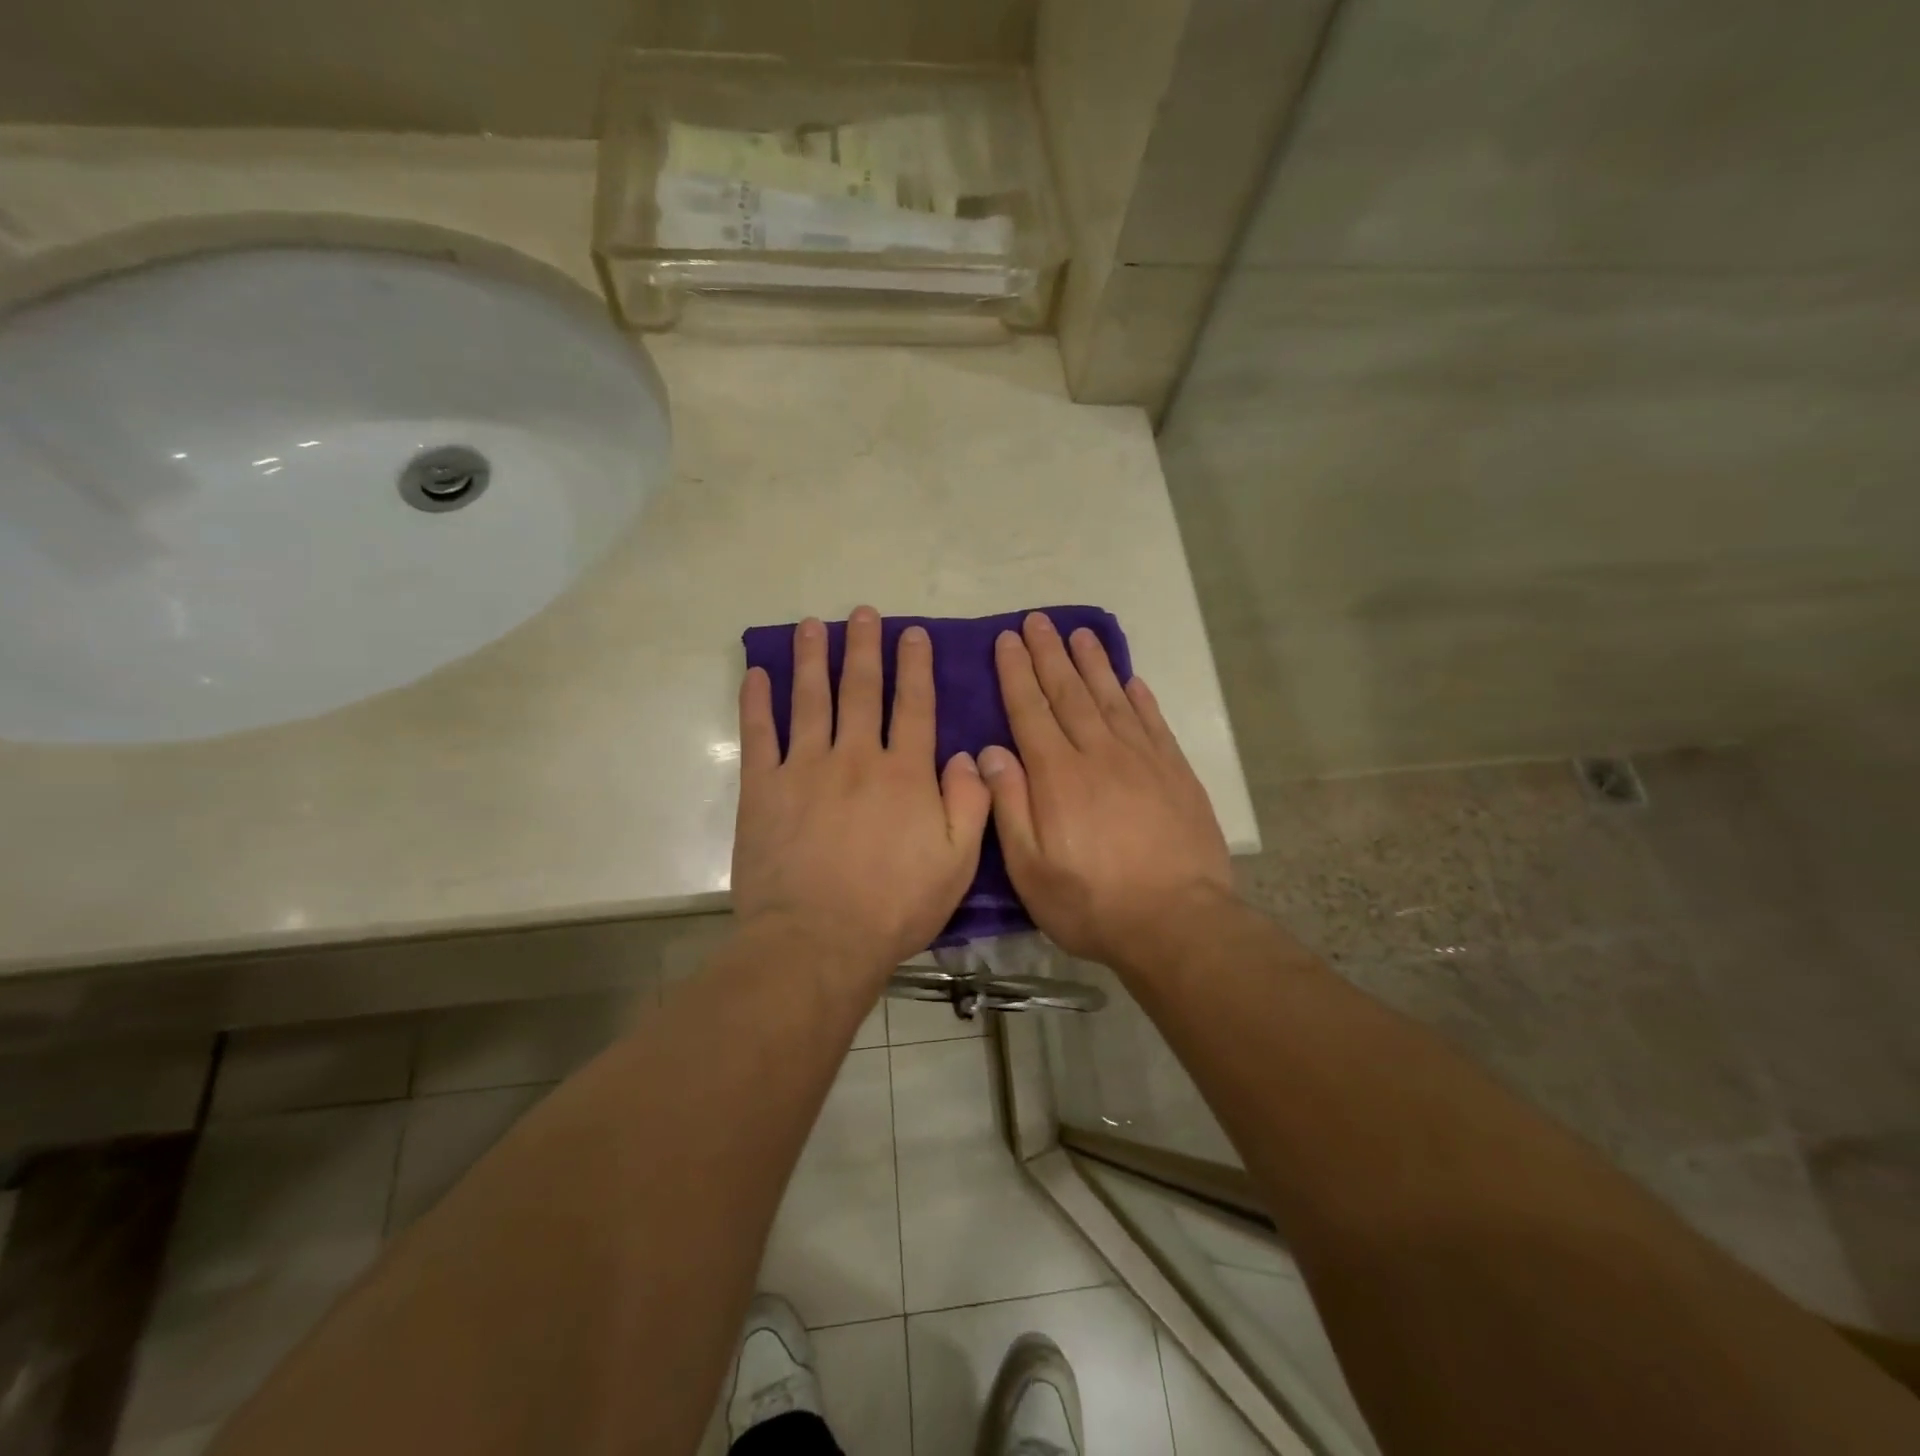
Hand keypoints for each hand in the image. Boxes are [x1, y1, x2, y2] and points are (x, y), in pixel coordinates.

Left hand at [733, 606, 991, 977]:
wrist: (818, 940)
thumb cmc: (895, 906)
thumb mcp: (957, 862)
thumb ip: (971, 803)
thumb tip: (970, 756)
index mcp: (904, 773)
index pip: (914, 706)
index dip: (915, 666)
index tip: (913, 634)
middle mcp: (856, 757)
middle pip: (861, 690)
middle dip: (865, 647)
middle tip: (863, 612)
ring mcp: (805, 768)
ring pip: (810, 699)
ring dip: (813, 658)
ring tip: (813, 625)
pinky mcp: (764, 788)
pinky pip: (759, 734)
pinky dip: (756, 702)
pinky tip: (756, 673)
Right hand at [978, 613, 1233, 968]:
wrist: (1176, 922)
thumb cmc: (1091, 902)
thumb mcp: (1030, 868)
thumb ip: (1009, 805)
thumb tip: (990, 752)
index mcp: (1057, 776)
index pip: (1030, 710)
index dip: (1016, 672)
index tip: (1007, 639)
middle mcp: (1098, 754)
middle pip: (1069, 693)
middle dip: (1050, 654)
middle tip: (1038, 620)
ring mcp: (1142, 760)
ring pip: (1111, 698)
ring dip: (1093, 663)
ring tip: (1080, 633)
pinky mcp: (1175, 773)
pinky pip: (1152, 722)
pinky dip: (1139, 697)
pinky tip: (1130, 679)